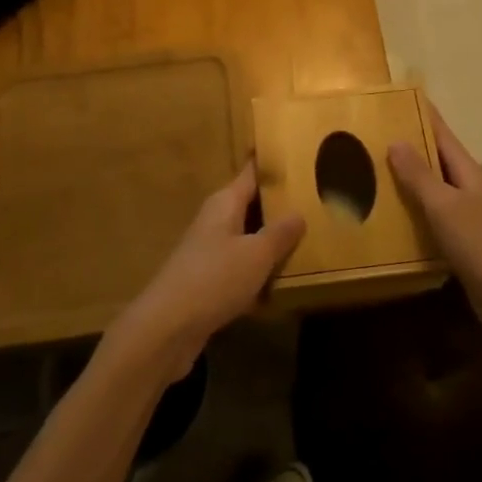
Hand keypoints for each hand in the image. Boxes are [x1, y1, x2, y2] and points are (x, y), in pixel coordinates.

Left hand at [110, 162, 305, 381]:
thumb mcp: (256, 254)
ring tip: (306, 240)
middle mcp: (214, 221)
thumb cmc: (214, 279)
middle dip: (277, 204)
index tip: (294, 153)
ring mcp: (208, 252)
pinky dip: (258, 272)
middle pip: (249, 205)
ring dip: (269, 241)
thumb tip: (298, 213)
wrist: (166, 329)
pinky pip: (239, 268)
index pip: (251, 173)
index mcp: (225, 203)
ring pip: (246, 238)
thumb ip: (280, 233)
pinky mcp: (207, 282)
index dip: (270, 164)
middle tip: (314, 199)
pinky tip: (280, 284)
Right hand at [389, 104, 481, 351]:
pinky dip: (412, 213)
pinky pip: (432, 219)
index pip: (441, 134)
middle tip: (369, 137)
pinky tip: (389, 218)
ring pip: (432, 190)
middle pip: (435, 160)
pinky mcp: (463, 244)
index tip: (395, 99)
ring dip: (406, 182)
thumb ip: (420, 175)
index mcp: (468, 172)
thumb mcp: (445, 207)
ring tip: (369, 173)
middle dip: (407, 147)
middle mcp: (469, 189)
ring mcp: (468, 217)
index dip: (422, 115)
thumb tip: (396, 140)